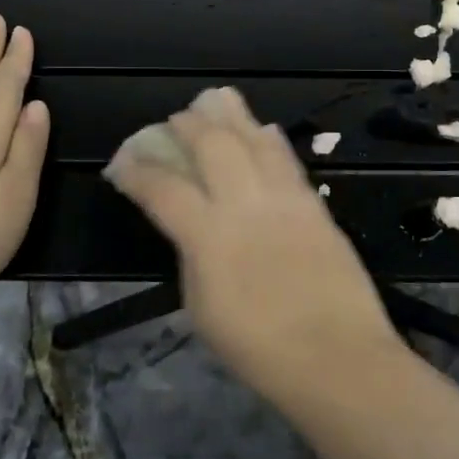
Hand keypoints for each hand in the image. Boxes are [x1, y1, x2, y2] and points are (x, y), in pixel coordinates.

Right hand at [102, 86, 401, 394]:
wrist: (336, 357)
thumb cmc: (259, 349)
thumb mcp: (202, 309)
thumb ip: (193, 256)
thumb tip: (191, 226)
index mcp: (208, 237)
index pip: (163, 188)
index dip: (137, 171)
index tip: (122, 162)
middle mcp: (245, 204)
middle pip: (212, 145)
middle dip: (187, 125)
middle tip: (174, 120)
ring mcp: (284, 200)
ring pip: (254, 140)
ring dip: (231, 117)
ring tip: (216, 101)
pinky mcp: (314, 205)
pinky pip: (287, 159)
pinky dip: (269, 140)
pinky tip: (263, 130)